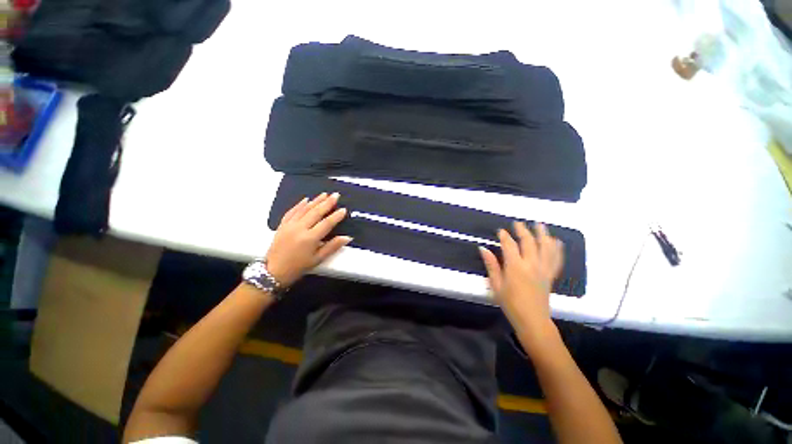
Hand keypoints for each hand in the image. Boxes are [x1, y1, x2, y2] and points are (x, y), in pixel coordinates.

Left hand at [265, 192, 351, 286]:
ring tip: (324, 194)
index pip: (326, 223)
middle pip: (316, 212)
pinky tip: (306, 199)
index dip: (336, 216)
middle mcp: (299, 229)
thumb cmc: (298, 267)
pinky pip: (291, 211)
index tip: (344, 209)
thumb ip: (332, 246)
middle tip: (336, 195)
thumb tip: (347, 237)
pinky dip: (299, 205)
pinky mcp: (282, 225)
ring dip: (315, 201)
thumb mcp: (318, 259)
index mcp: (310, 238)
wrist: (273, 271)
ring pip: (304, 209)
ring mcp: (289, 225)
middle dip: (327, 203)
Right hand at [479, 222, 563, 346]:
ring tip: (539, 224)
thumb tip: (483, 248)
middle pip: (529, 242)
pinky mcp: (550, 275)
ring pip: (546, 247)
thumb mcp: (495, 285)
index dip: (504, 236)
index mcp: (515, 267)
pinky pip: (556, 259)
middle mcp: (531, 264)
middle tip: (517, 223)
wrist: (532, 320)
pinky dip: (557, 248)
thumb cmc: (510, 303)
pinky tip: (556, 241)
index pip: (509, 245)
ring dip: (542, 234)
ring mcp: (543, 269)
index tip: (500, 231)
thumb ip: (491, 265)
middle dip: (522, 230)